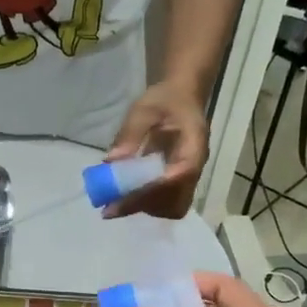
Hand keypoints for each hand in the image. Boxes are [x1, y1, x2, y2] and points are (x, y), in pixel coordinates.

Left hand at [104, 81, 207, 219]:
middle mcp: (196, 166)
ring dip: (145, 208)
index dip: (155, 188)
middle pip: (178, 200)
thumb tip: (112, 161)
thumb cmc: (165, 99)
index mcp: (194, 144)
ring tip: (115, 204)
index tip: (125, 196)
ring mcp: (189, 177)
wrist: (181, 98)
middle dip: (145, 205)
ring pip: (173, 207)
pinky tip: (125, 198)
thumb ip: (130, 133)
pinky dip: (147, 205)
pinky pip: (167, 204)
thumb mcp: (145, 108)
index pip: (181, 173)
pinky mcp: (179, 183)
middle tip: (111, 206)